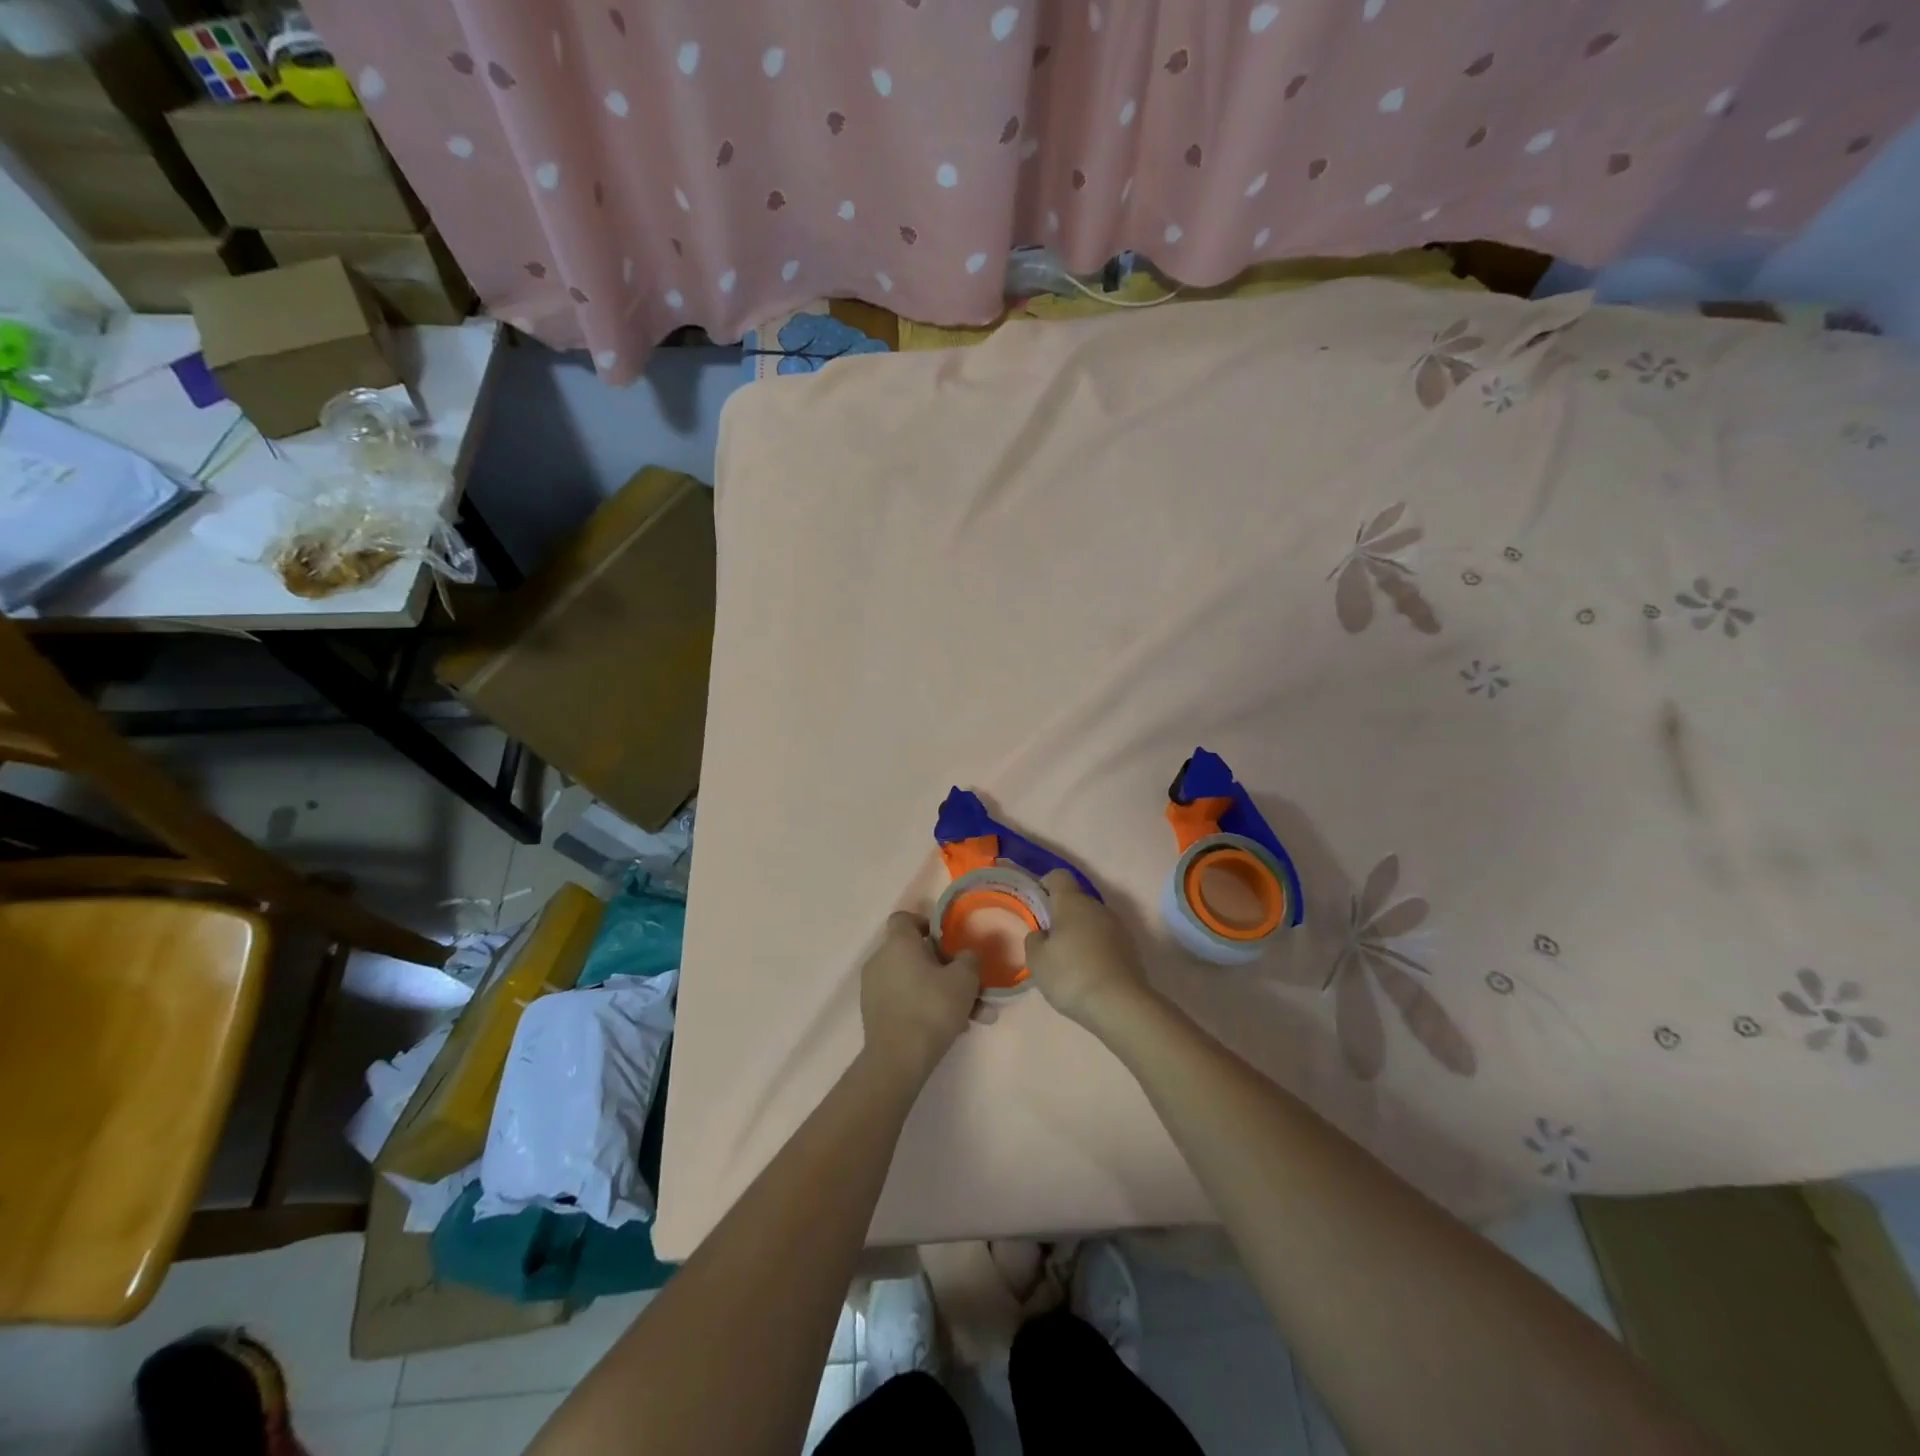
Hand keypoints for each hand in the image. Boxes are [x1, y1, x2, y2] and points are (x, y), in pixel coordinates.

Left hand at [860, 912, 979, 1084]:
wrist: (898, 1059)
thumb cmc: (932, 1007)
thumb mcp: (964, 979)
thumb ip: (968, 959)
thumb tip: (964, 956)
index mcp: (898, 943)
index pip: (905, 918)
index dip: (925, 923)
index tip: (946, 939)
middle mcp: (880, 960)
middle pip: (915, 954)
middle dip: (946, 969)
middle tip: (970, 986)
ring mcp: (874, 988)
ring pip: (915, 982)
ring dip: (943, 994)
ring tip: (973, 1017)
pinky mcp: (875, 1014)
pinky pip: (906, 1001)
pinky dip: (927, 1009)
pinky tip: (954, 1029)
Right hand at [1024, 869, 1151, 1029]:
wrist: (1120, 1005)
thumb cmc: (1071, 975)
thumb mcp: (1037, 960)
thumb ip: (1034, 939)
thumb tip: (1042, 934)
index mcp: (1072, 902)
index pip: (1058, 876)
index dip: (1045, 885)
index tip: (1037, 906)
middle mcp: (1098, 906)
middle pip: (1076, 900)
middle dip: (1061, 915)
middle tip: (1048, 941)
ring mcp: (1118, 927)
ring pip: (1092, 920)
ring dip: (1079, 933)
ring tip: (1068, 962)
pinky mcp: (1130, 948)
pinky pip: (1105, 939)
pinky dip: (1095, 949)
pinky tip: (1087, 973)